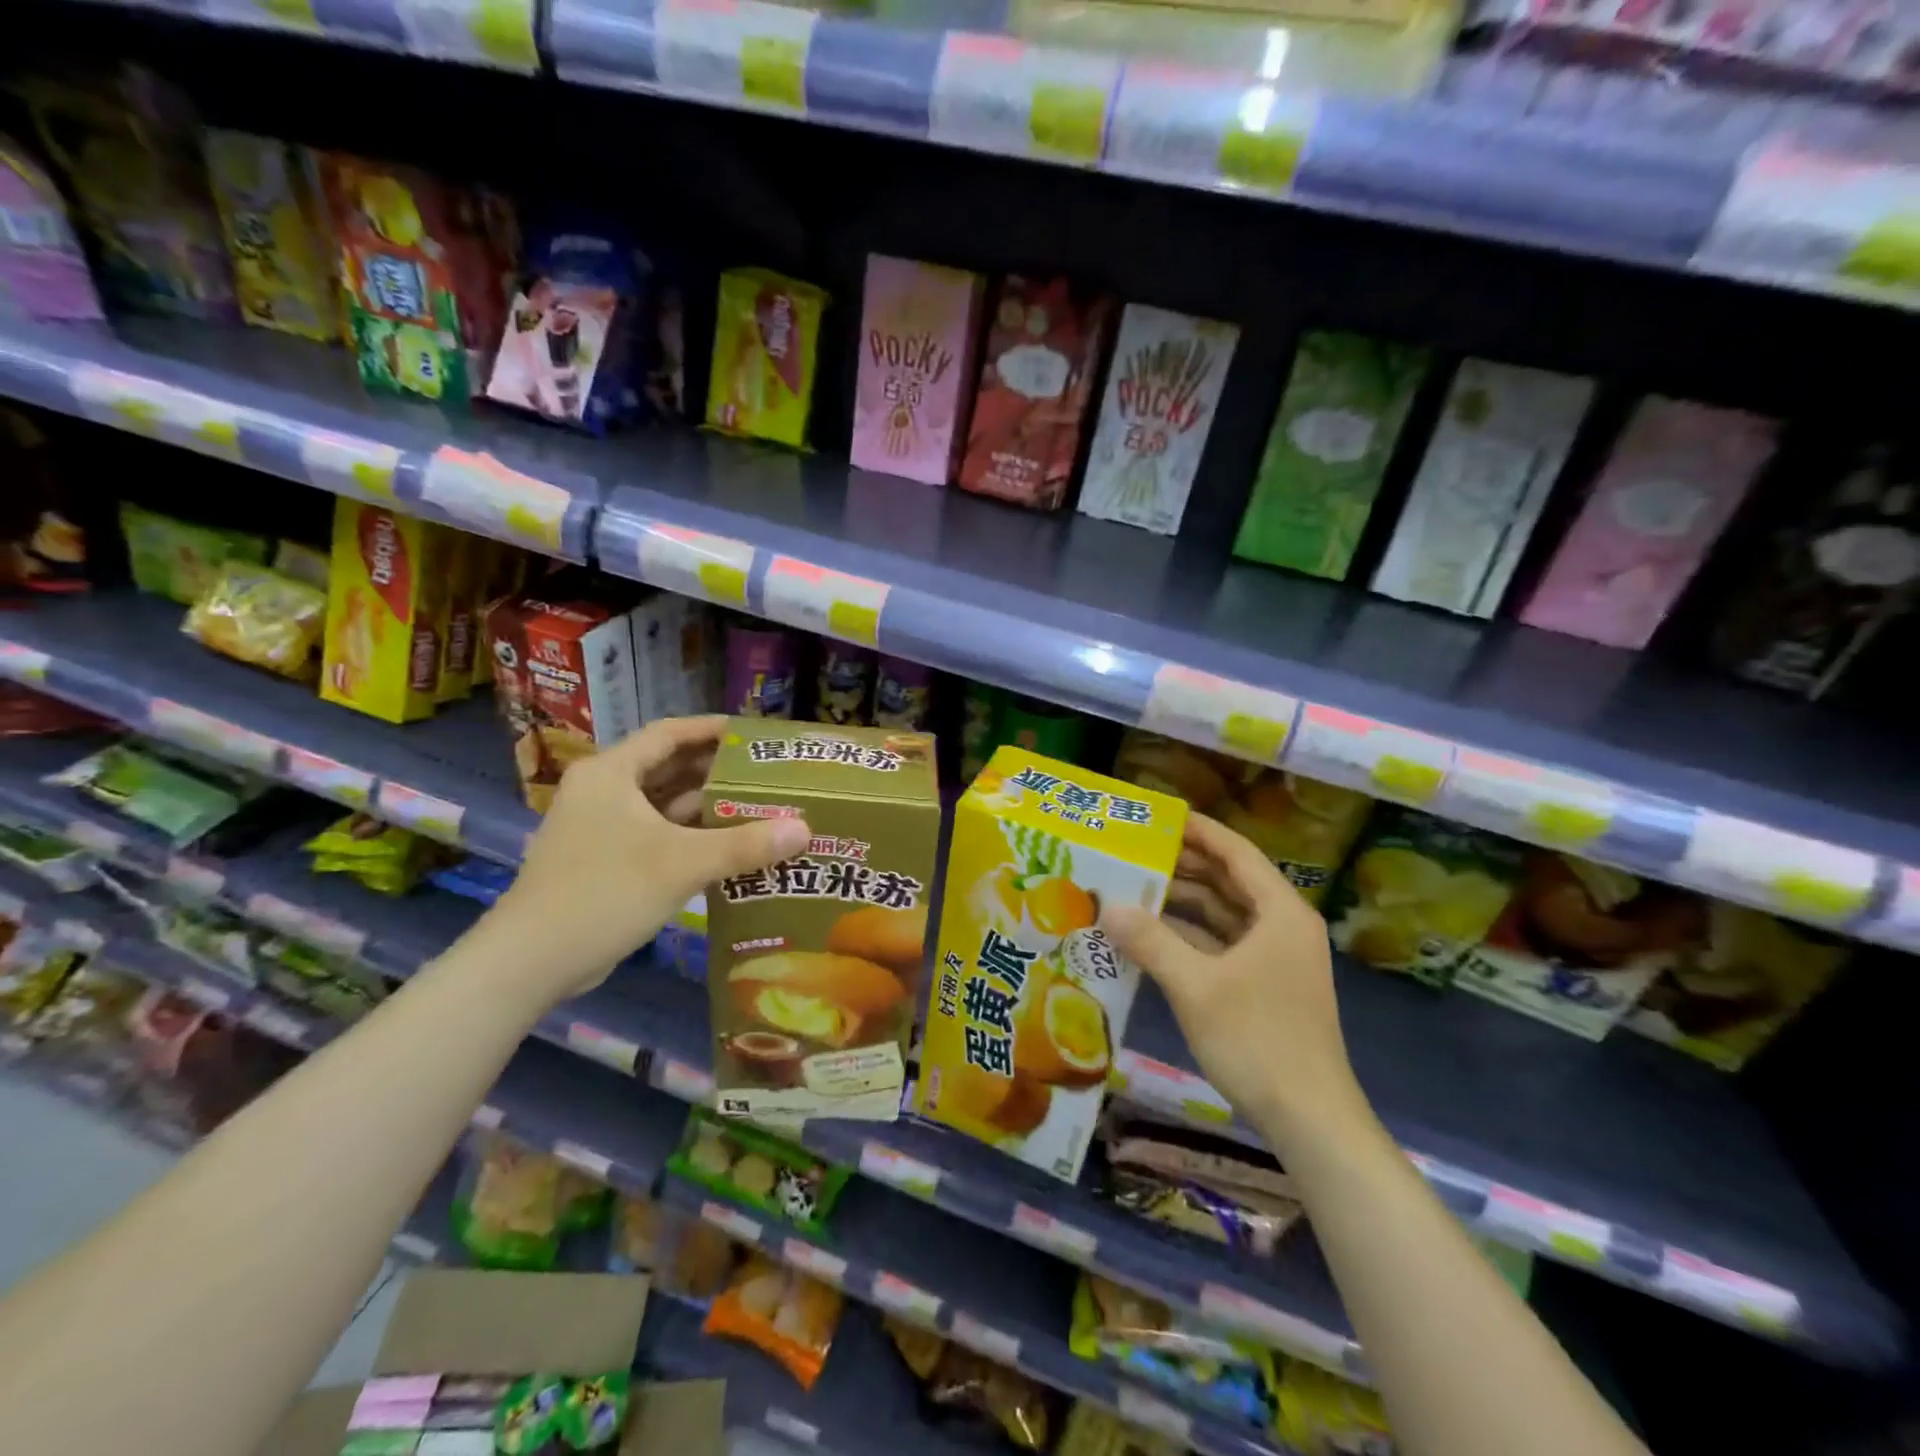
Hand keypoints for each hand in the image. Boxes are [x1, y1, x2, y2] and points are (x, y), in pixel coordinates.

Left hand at [490, 716, 809, 1002]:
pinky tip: (727, 849)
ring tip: (757, 808)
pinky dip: (689, 837)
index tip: (753, 733)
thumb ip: (744, 845)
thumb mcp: (680, 864)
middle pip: (668, 768)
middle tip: (766, 774)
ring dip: (705, 807)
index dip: (711, 729)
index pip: (669, 733)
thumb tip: (804, 830)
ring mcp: (600, 828)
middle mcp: (604, 792)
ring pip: (662, 806)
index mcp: (612, 774)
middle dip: (716, 771)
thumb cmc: (603, 893)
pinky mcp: (604, 861)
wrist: (530, 961)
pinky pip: (656, 835)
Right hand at [1100, 813, 1371, 1149]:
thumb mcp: (1196, 987)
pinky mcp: (1267, 985)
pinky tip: (1154, 936)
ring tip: (1135, 888)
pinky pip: (1225, 944)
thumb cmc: (1258, 1041)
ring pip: (1226, 914)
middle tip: (1135, 851)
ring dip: (1185, 902)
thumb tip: (1108, 905)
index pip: (1236, 853)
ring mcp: (1277, 957)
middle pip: (1230, 880)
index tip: (1158, 816)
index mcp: (1280, 912)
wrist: (1310, 1120)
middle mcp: (1283, 926)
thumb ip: (1151, 941)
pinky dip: (1192, 935)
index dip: (1199, 831)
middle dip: (1185, 864)